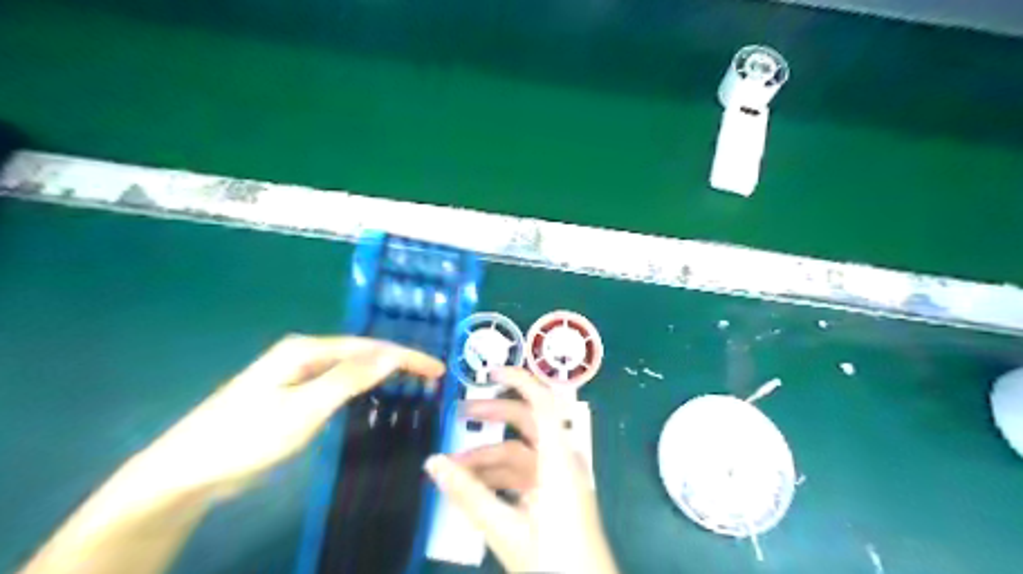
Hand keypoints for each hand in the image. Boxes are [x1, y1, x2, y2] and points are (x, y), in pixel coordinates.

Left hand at [133, 336, 443, 496]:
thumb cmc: (248, 436)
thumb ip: (350, 378)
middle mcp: (305, 354)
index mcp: (308, 349)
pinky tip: (374, 392)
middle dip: (400, 361)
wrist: (189, 471)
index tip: (437, 370)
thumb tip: (392, 354)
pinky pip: (340, 382)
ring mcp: (297, 374)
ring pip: (352, 367)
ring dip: (384, 372)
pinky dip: (364, 385)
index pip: (371, 346)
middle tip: (431, 376)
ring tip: (413, 381)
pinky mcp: (293, 393)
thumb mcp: (304, 407)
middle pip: (364, 352)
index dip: (407, 356)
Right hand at [426, 367, 619, 573]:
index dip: (519, 380)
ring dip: (487, 456)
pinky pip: (523, 475)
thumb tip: (433, 462)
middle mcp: (561, 461)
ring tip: (452, 467)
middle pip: (526, 423)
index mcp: (559, 459)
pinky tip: (472, 486)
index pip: (542, 403)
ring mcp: (558, 479)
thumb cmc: (553, 560)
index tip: (489, 371)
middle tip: (460, 413)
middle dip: (493, 415)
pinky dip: (498, 476)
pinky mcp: (553, 496)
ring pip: (520, 453)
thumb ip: (468, 494)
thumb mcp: (505, 528)